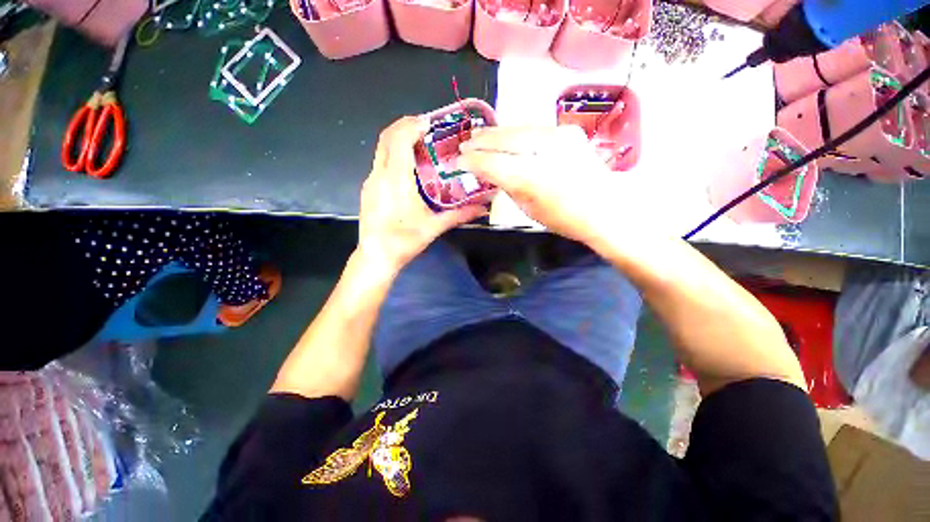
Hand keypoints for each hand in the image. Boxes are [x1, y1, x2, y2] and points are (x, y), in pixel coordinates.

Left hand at [358, 116, 487, 274]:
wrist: (376, 256)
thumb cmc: (404, 241)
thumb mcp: (434, 227)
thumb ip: (459, 215)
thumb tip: (483, 209)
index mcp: (396, 180)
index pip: (399, 139)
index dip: (412, 125)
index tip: (429, 123)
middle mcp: (379, 175)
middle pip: (386, 137)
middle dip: (404, 125)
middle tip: (425, 128)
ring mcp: (371, 181)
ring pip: (381, 149)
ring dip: (398, 139)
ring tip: (419, 144)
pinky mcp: (368, 189)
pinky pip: (380, 162)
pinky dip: (393, 154)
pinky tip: (408, 167)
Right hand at [458, 125, 617, 246]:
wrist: (604, 207)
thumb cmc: (563, 218)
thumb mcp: (528, 208)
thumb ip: (508, 186)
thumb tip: (492, 172)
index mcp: (531, 178)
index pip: (492, 163)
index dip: (472, 161)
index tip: (459, 161)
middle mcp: (544, 150)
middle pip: (503, 139)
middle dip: (480, 141)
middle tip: (464, 143)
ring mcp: (559, 136)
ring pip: (517, 129)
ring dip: (495, 133)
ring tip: (480, 136)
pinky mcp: (567, 130)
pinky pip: (532, 129)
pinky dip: (515, 133)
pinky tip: (506, 137)